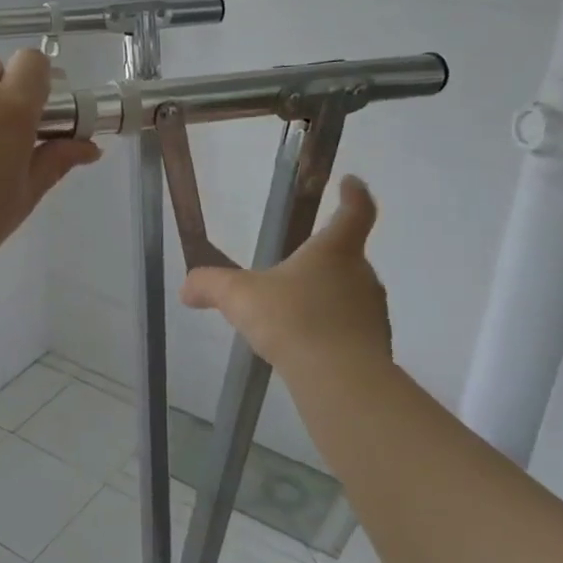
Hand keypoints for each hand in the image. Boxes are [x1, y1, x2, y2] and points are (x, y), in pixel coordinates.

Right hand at [180, 175, 392, 375]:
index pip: (355, 211)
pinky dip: (332, 332)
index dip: (354, 195)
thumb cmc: (292, 321)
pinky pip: (351, 329)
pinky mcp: (376, 346)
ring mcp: (373, 312)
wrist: (340, 379)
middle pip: (348, 257)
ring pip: (349, 295)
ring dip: (327, 299)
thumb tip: (186, 288)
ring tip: (294, 315)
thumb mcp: (239, 298)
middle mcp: (362, 275)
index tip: (351, 183)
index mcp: (335, 251)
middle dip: (323, 261)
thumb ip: (210, 286)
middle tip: (294, 270)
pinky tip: (306, 347)